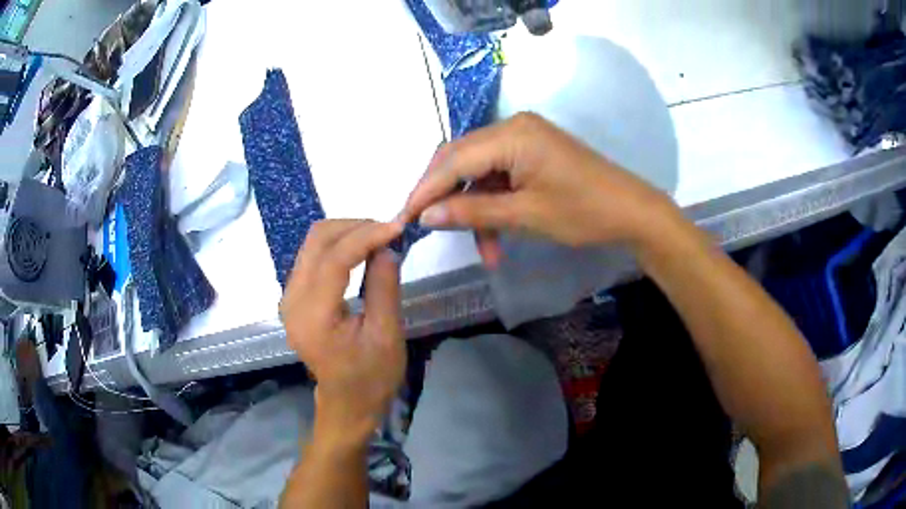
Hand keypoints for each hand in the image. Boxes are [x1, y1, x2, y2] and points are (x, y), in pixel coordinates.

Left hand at [280, 219, 405, 442]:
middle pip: (317, 240)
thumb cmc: (371, 377)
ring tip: (379, 240)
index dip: (367, 236)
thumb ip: (384, 287)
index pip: (335, 258)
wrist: (346, 403)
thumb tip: (388, 245)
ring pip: (313, 243)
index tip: (398, 226)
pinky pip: (313, 256)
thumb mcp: (386, 335)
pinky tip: (361, 252)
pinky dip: (338, 245)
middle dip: (355, 227)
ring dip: (347, 233)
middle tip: (389, 232)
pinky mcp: (293, 296)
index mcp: (313, 316)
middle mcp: (292, 300)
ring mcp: (288, 297)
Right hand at [400, 113, 679, 267]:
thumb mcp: (525, 216)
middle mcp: (512, 126)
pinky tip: (498, 234)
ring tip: (485, 250)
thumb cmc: (583, 212)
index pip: (453, 160)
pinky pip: (499, 174)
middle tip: (428, 228)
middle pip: (461, 159)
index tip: (403, 218)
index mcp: (512, 134)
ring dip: (476, 208)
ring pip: (480, 171)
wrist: (632, 211)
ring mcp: (523, 137)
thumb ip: (472, 212)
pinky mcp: (532, 151)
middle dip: (445, 197)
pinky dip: (494, 203)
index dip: (425, 190)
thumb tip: (425, 216)